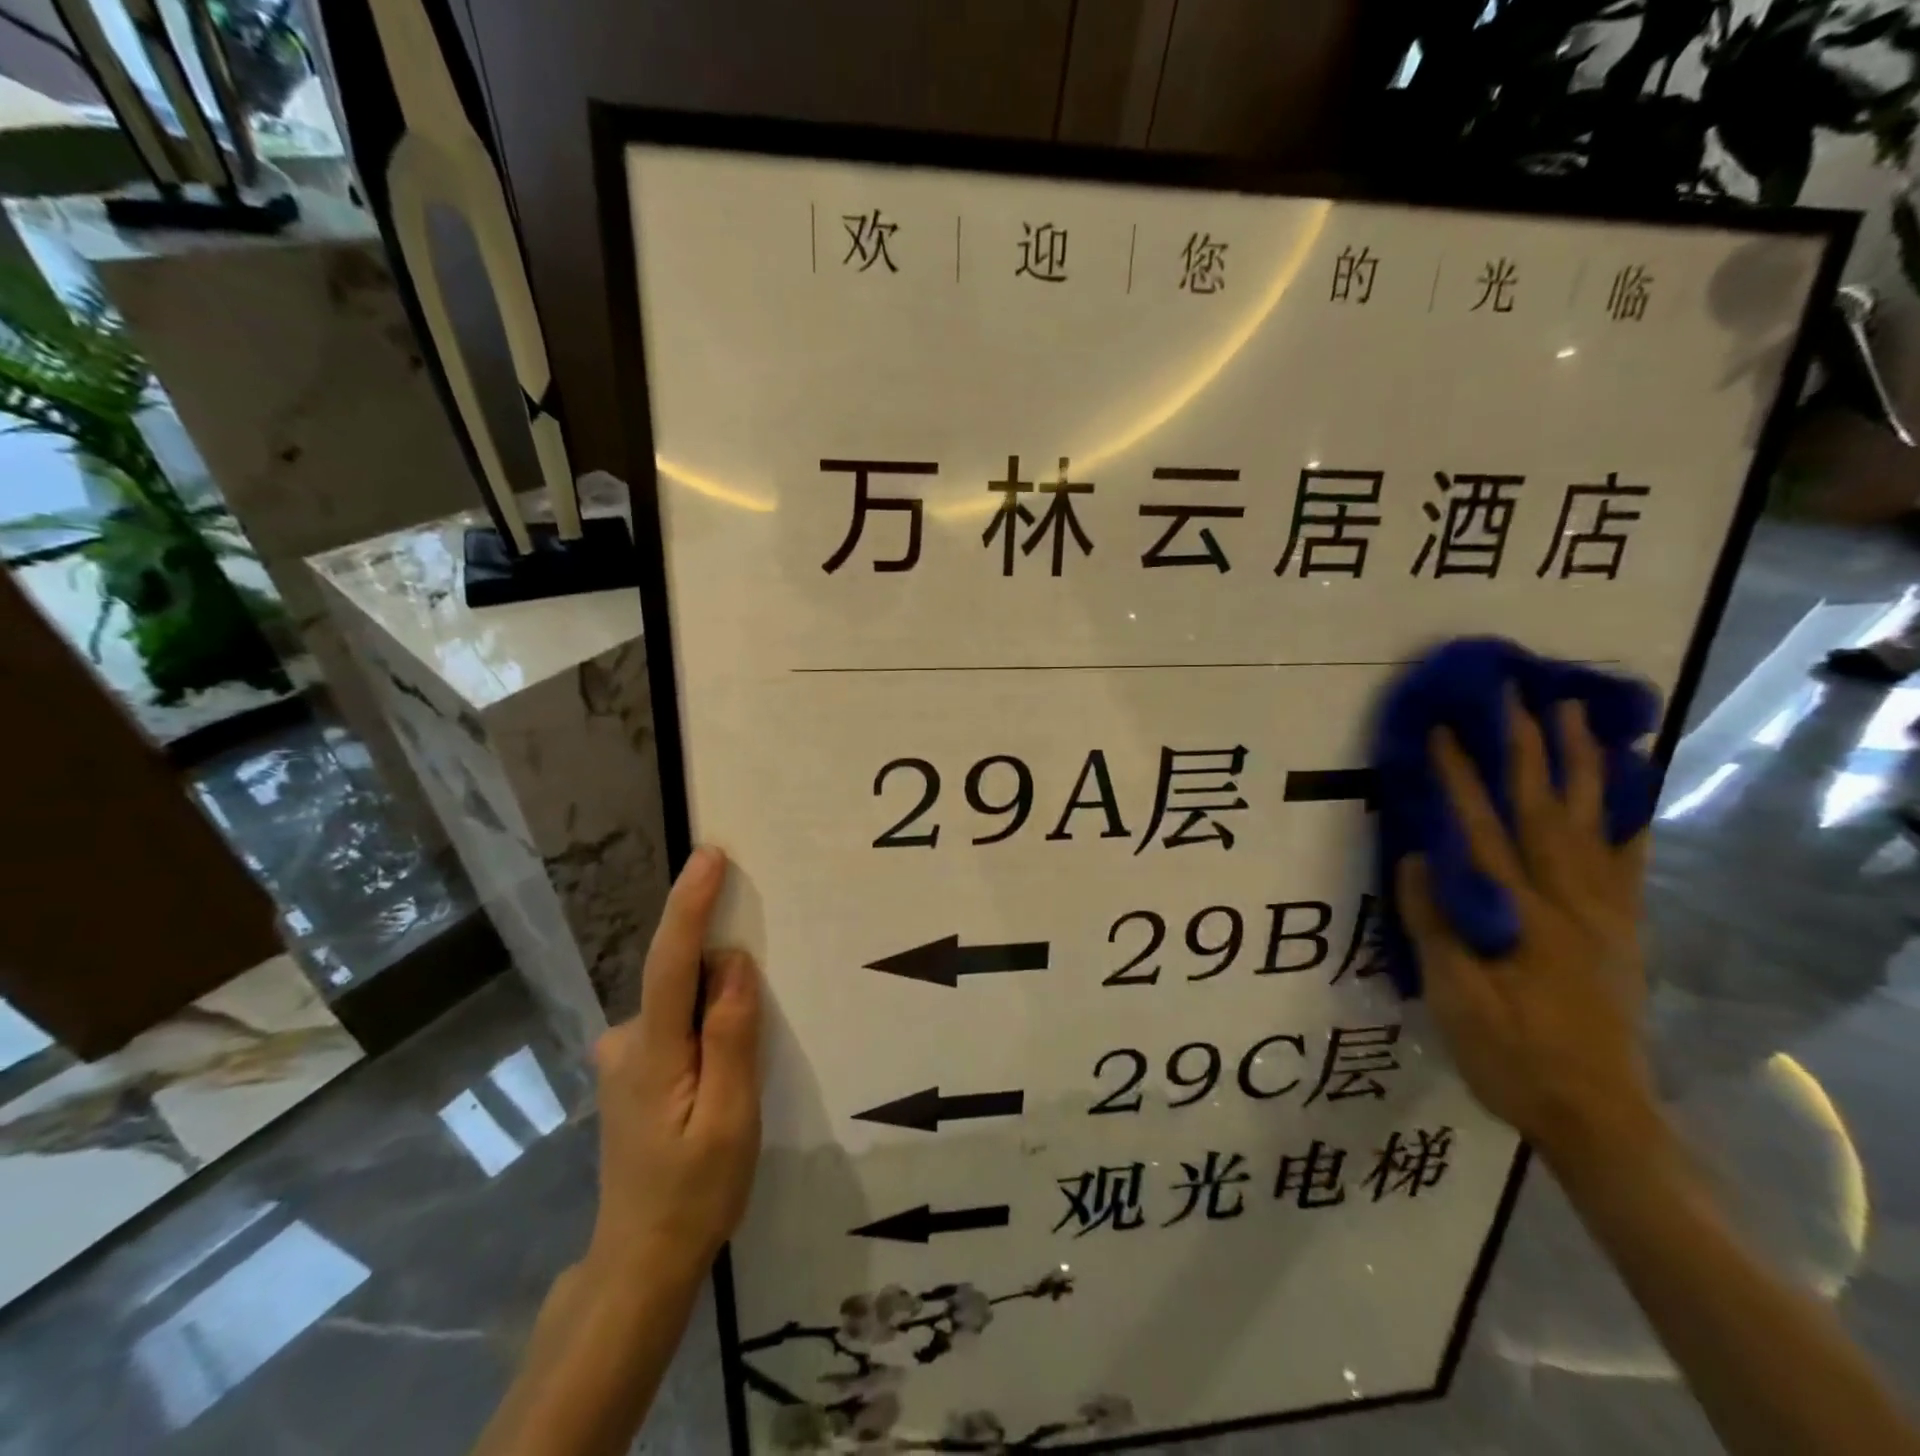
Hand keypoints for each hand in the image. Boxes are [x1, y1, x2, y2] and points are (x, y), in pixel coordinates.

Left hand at [587, 846, 762, 1278]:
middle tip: (757, 1032)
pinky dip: (704, 1030)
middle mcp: (626, 1042)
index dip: (691, 904)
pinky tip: (720, 1080)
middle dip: (725, 979)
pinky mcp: (631, 1072)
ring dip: (717, 1013)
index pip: (672, 962)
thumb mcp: (731, 1118)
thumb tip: (736, 964)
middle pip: (683, 981)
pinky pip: (677, 1026)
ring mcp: (623, 1058)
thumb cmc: (694, 1193)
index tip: (711, 856)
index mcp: (652, 1052)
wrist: (640, 1262)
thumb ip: (731, 1036)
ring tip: (742, 1075)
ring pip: (682, 1006)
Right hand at [1397, 694, 1657, 1164]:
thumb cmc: (1510, 1054)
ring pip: (1594, 822)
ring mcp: (1603, 911)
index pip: (1481, 830)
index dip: (1460, 777)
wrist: (1598, 1114)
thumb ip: (1435, 923)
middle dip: (1529, 747)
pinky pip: (1631, 859)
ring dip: (1583, 764)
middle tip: (1521, 695)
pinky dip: (1631, 813)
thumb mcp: (1454, 997)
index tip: (1445, 729)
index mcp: (1518, 914)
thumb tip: (1418, 857)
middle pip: (1545, 810)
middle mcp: (1567, 900)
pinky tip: (1632, 785)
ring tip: (1579, 716)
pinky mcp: (1623, 927)